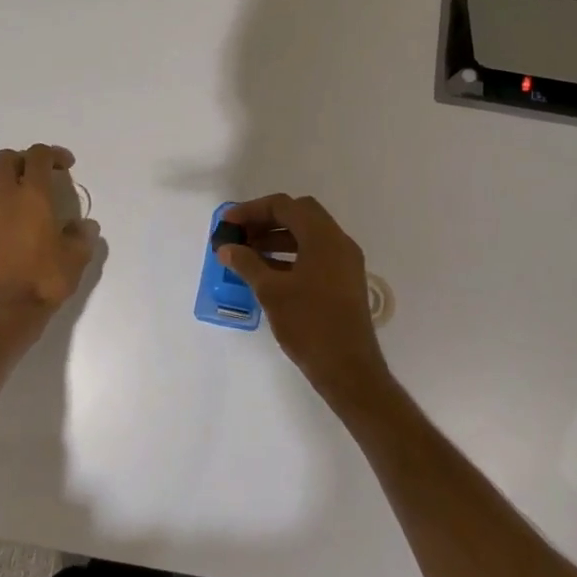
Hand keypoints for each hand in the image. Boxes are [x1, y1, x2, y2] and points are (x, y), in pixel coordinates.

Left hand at [0, 145, 96, 327]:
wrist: (4, 312)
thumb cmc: (44, 280)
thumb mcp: (77, 258)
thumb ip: (82, 236)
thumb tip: (84, 226)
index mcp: (34, 195)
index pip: (39, 155)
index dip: (53, 154)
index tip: (66, 167)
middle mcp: (5, 196)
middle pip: (6, 158)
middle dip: (23, 160)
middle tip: (38, 177)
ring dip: (3, 180)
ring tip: (17, 198)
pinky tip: (1, 226)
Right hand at [216, 194, 388, 401]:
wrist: (349, 370)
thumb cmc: (309, 325)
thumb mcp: (271, 291)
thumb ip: (246, 263)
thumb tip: (226, 248)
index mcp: (323, 237)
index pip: (284, 206)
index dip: (252, 211)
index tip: (227, 224)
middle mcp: (338, 242)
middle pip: (299, 215)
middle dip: (266, 221)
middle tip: (240, 235)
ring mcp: (345, 262)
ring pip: (307, 236)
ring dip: (277, 238)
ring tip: (247, 254)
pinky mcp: (344, 282)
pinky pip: (315, 255)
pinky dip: (290, 255)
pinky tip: (267, 272)